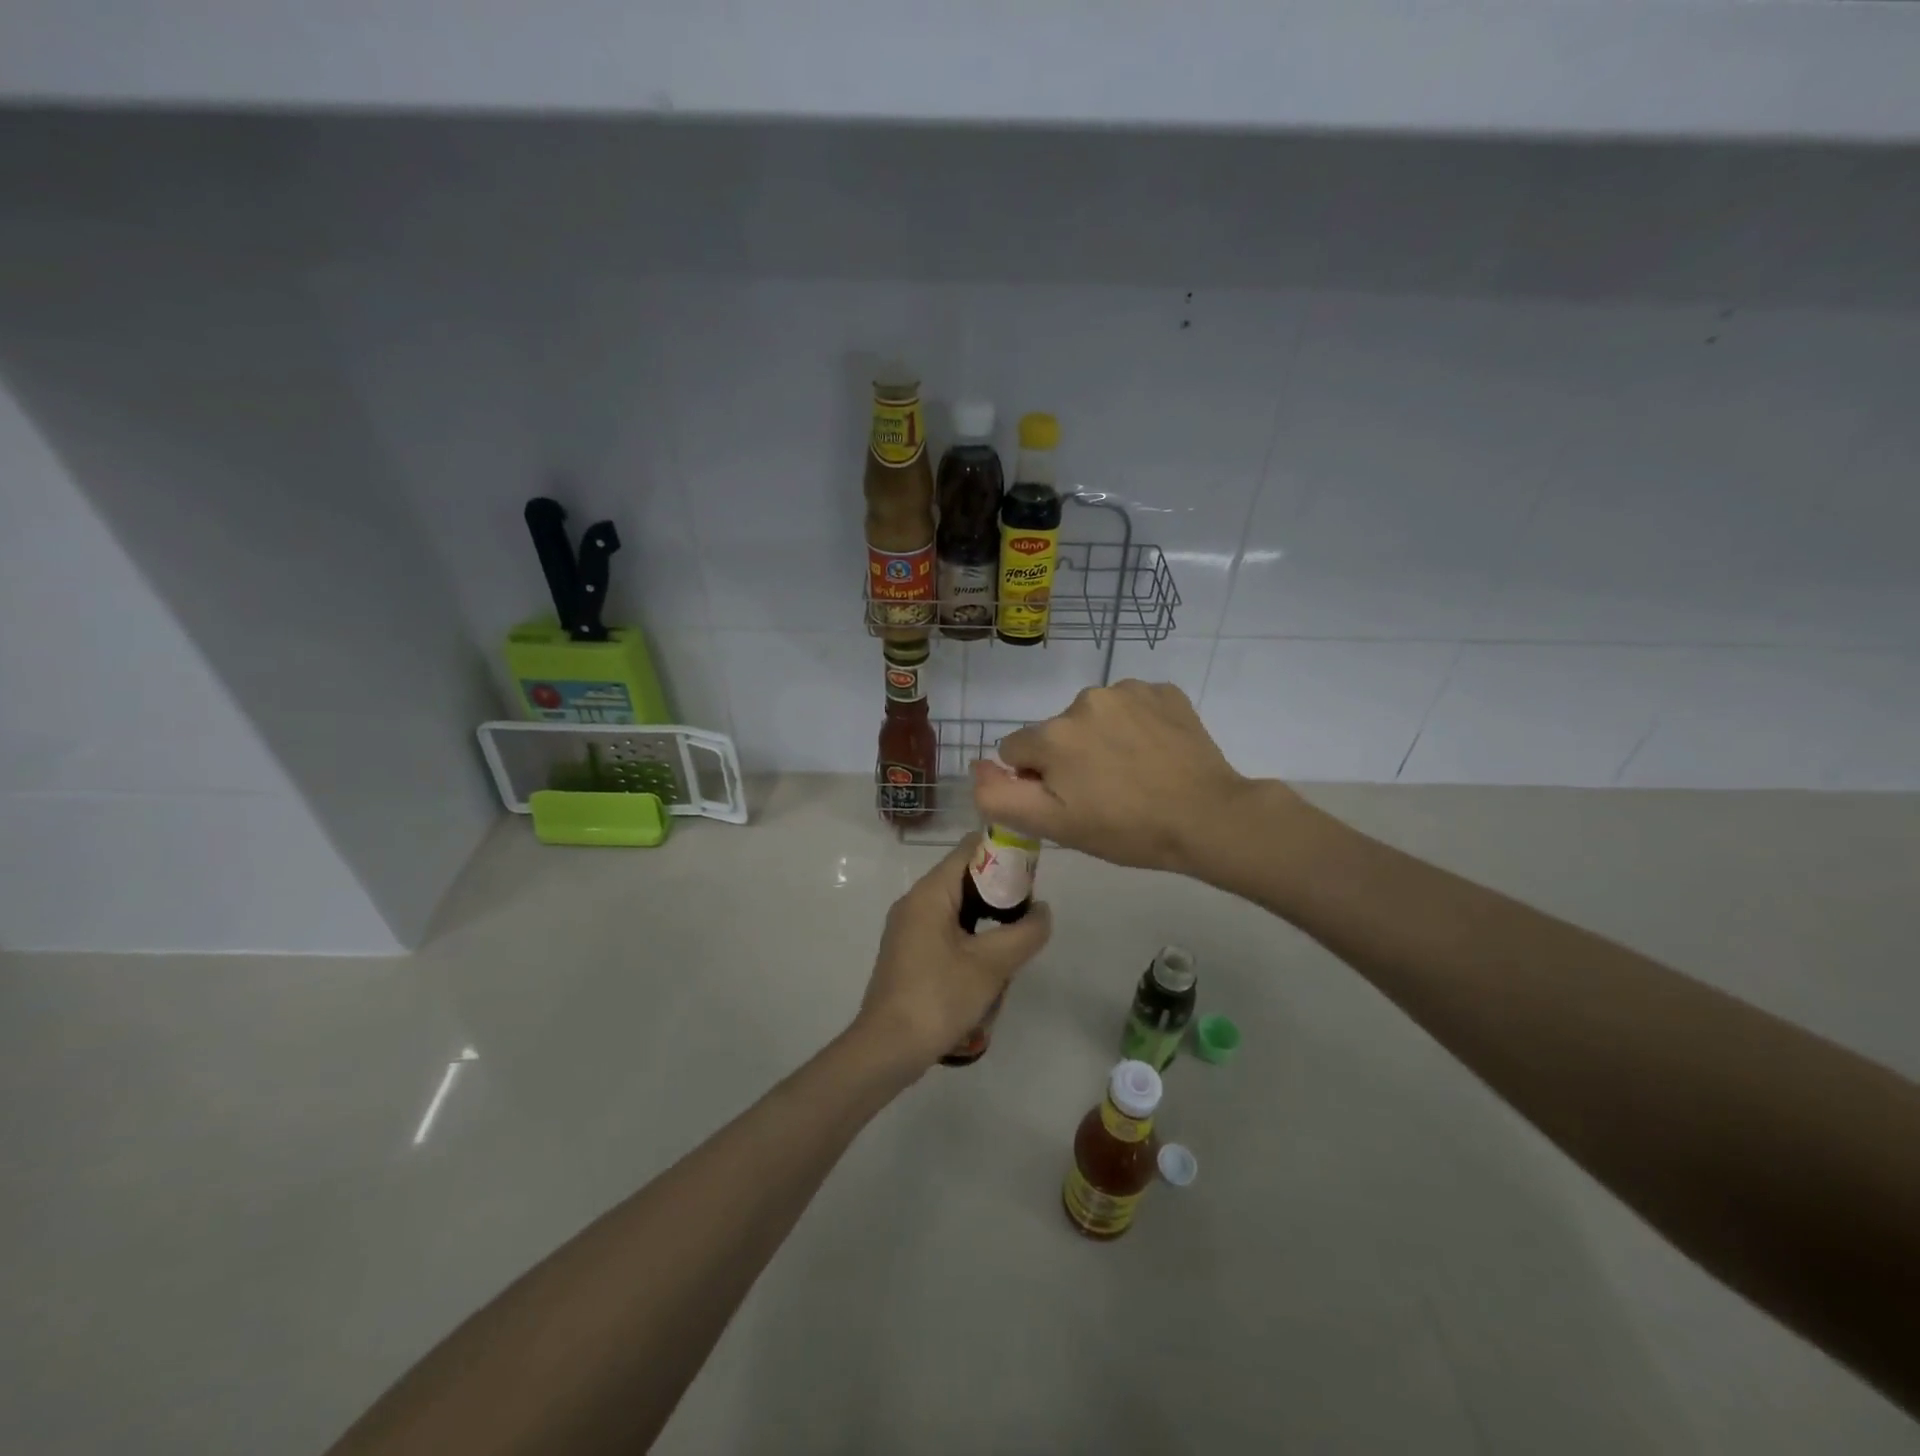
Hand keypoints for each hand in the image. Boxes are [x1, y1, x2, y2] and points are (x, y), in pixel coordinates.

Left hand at [855, 835, 1052, 1068]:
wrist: (887, 1049)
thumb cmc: (938, 997)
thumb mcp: (991, 965)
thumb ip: (1024, 932)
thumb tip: (1042, 911)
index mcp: (929, 893)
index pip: (969, 849)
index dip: (1003, 853)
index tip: (1033, 873)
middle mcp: (915, 902)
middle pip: (964, 878)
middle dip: (1000, 892)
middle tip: (1029, 913)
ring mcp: (908, 929)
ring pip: (957, 909)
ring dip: (988, 921)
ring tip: (1014, 942)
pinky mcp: (909, 953)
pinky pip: (946, 931)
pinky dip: (971, 939)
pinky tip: (988, 967)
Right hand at [971, 679, 1276, 873]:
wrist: (1208, 818)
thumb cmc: (1126, 830)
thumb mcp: (1055, 826)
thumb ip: (1000, 796)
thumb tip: (978, 765)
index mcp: (1053, 734)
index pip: (1017, 752)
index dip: (1037, 780)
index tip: (1070, 801)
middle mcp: (1084, 700)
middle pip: (1056, 731)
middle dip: (1068, 757)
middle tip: (1105, 793)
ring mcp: (1128, 690)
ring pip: (1093, 716)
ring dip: (1101, 738)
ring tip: (1133, 773)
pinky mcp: (1163, 691)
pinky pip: (1131, 705)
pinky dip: (1135, 725)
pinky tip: (1155, 753)